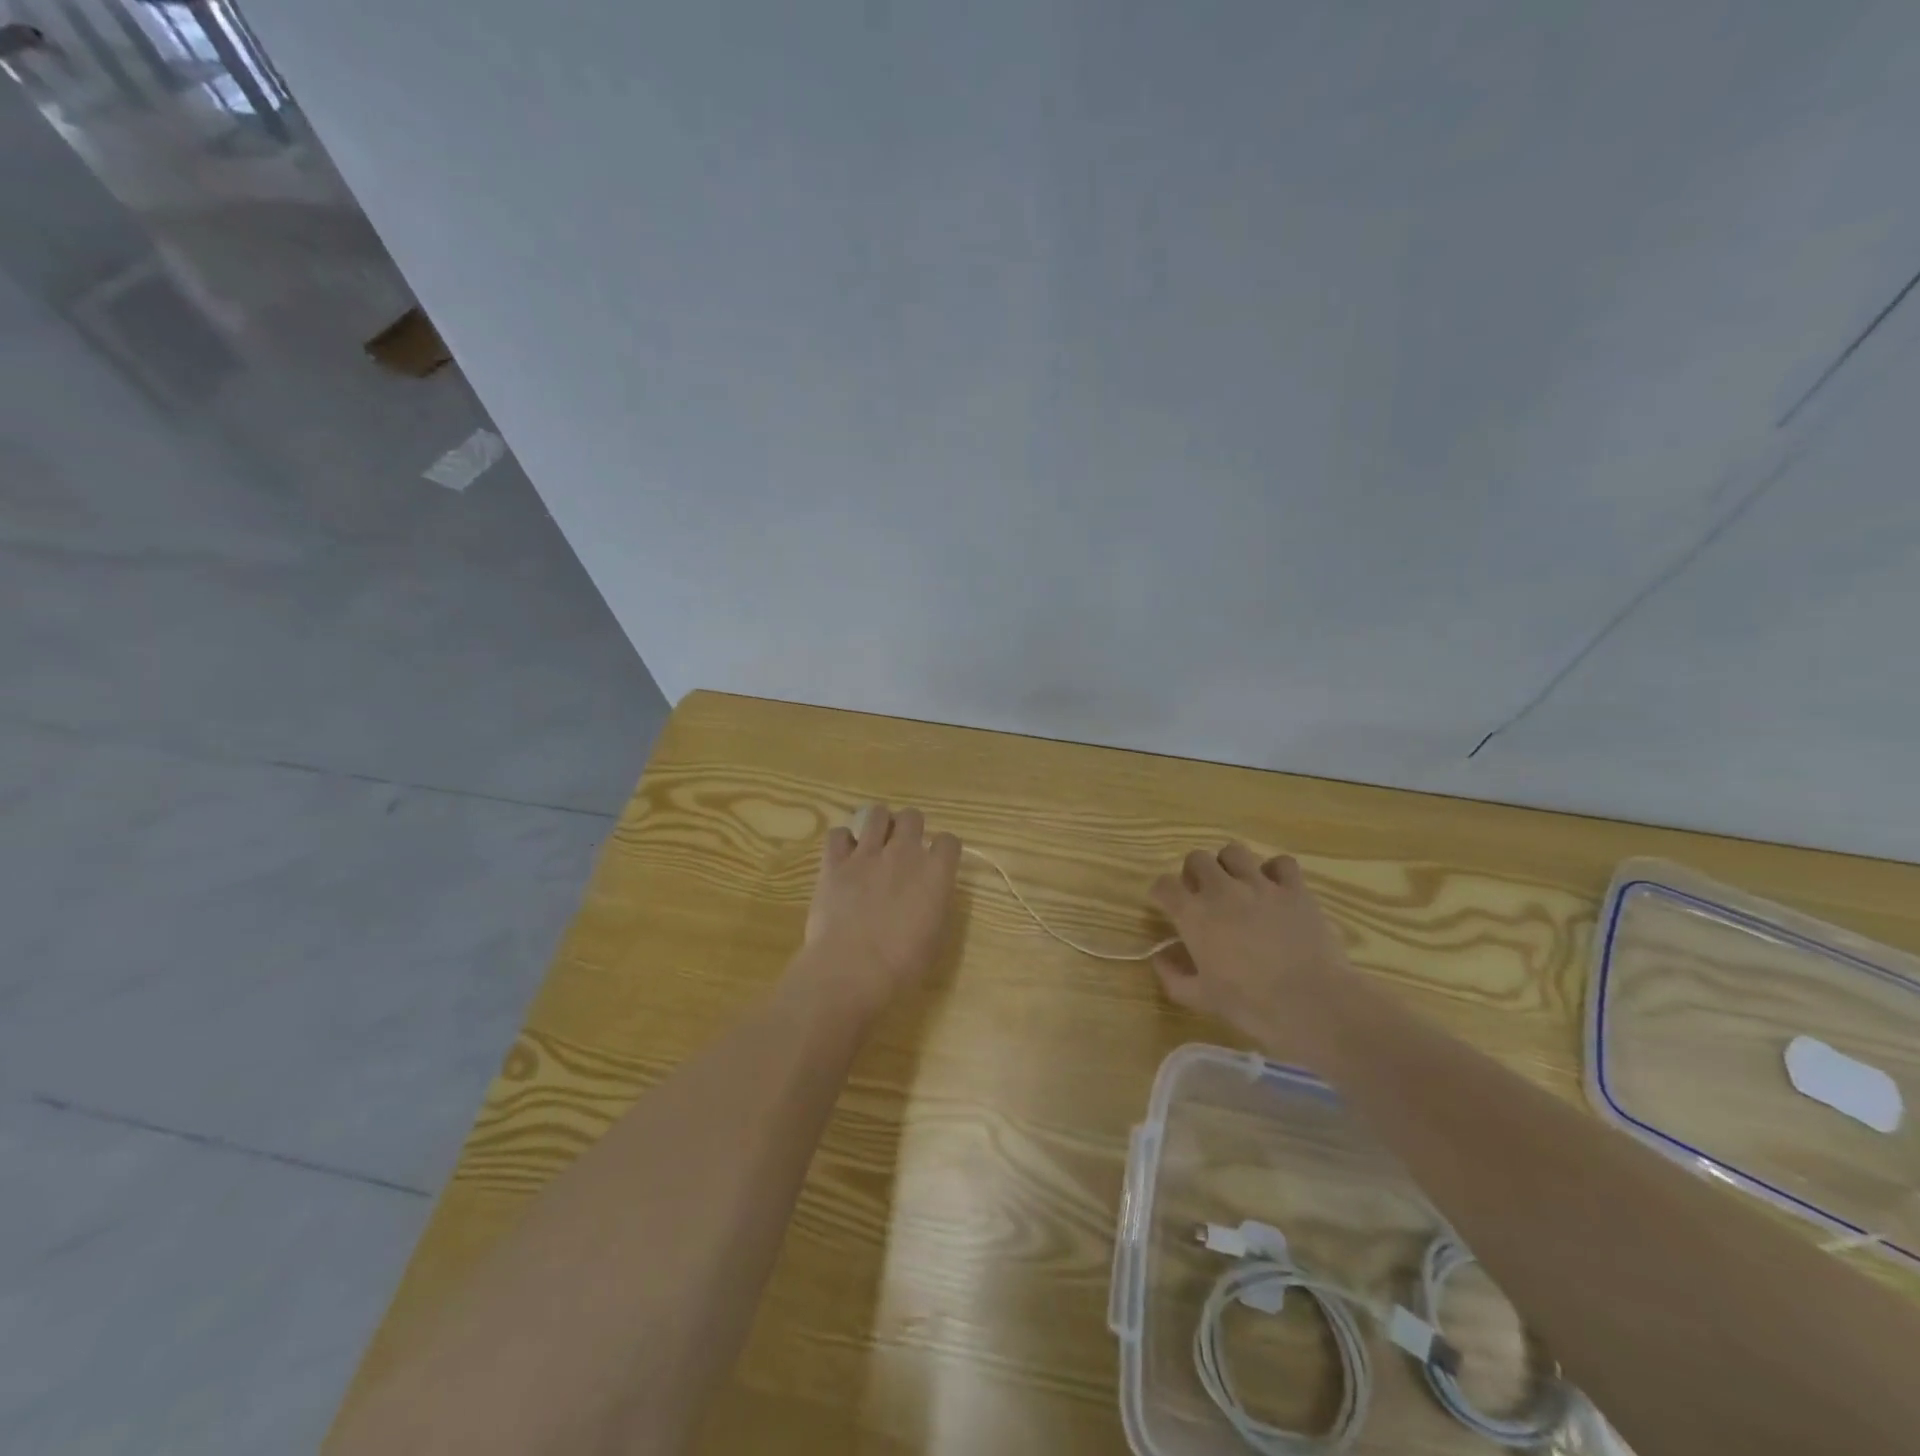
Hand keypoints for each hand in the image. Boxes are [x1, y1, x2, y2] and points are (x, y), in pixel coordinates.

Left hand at [797, 805, 960, 1014]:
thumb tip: (929, 894)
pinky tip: (843, 855)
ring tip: (874, 843)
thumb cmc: (903, 965)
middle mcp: (904, 853)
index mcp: (935, 873)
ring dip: (878, 825)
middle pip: (912, 817)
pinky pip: (837, 834)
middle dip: (910, 828)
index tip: (937, 862)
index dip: (943, 850)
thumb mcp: (935, 936)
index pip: (949, 841)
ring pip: (876, 814)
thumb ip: (935, 904)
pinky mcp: (834, 863)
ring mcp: (867, 854)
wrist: (853, 970)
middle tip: (903, 849)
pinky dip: (842, 841)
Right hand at [1149, 844, 1350, 1065]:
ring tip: (1236, 885)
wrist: (1311, 1004)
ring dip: (1229, 865)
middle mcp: (1221, 890)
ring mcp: (1260, 885)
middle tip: (1202, 895)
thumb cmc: (1251, 1005)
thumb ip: (1173, 976)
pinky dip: (1275, 871)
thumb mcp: (1201, 998)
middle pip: (1197, 858)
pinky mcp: (1294, 889)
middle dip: (1194, 873)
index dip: (1162, 893)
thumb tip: (1160, 958)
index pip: (1164, 885)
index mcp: (1194, 915)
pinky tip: (1275, 889)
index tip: (1166, 905)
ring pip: (1234, 851)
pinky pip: (1281, 863)